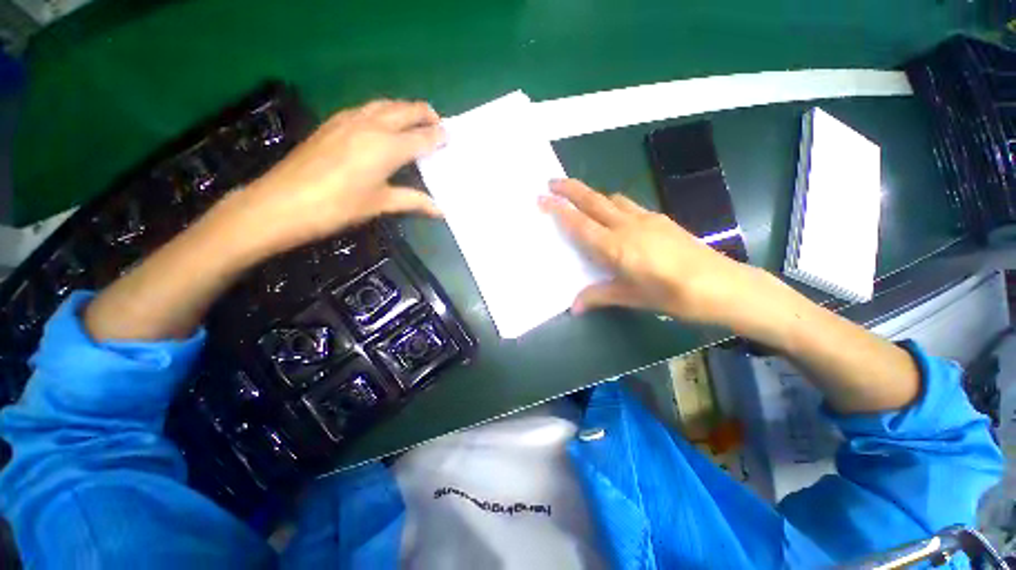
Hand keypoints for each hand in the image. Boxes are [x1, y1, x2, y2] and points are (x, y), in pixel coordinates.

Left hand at [235, 99, 445, 255]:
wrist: (284, 201)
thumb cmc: (339, 206)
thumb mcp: (380, 204)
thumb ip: (413, 201)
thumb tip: (440, 210)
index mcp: (387, 147)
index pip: (421, 138)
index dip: (437, 137)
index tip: (449, 137)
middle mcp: (372, 126)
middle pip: (405, 110)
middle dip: (424, 113)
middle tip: (437, 122)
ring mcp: (349, 120)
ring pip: (384, 104)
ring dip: (403, 108)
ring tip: (414, 119)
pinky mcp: (333, 122)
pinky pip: (366, 108)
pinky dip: (383, 111)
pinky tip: (382, 122)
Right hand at [538, 179, 759, 326]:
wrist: (722, 285)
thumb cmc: (673, 295)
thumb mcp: (631, 298)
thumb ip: (599, 296)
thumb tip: (574, 307)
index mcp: (616, 248)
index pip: (580, 224)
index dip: (559, 210)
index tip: (542, 197)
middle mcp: (628, 227)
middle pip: (594, 201)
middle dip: (570, 189)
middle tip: (552, 181)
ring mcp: (646, 219)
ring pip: (612, 199)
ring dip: (593, 195)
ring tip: (580, 199)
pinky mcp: (660, 218)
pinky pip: (629, 205)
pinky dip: (613, 204)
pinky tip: (615, 216)